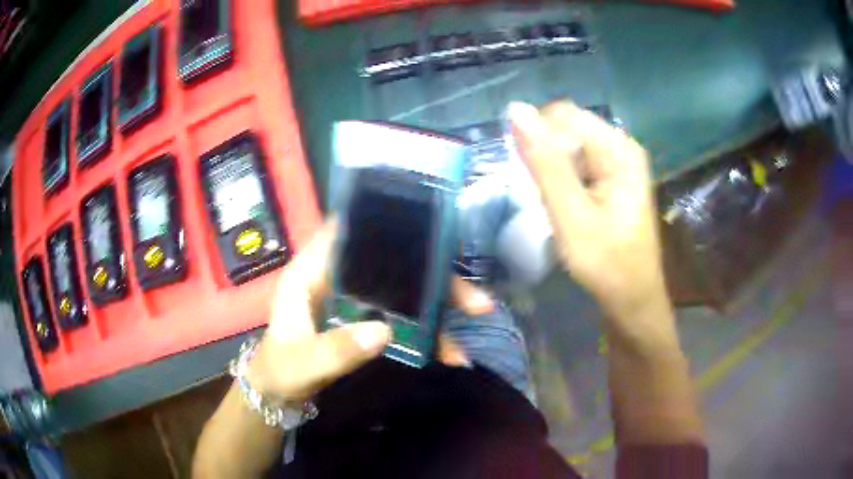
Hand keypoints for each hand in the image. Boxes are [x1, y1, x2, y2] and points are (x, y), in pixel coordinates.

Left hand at [247, 223, 494, 400]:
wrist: (279, 391)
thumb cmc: (281, 368)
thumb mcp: (302, 362)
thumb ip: (336, 349)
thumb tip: (384, 331)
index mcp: (313, 271)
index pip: (348, 231)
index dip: (385, 224)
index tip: (429, 230)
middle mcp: (339, 277)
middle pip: (392, 263)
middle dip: (435, 277)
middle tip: (474, 300)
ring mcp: (356, 299)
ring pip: (404, 290)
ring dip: (440, 306)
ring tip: (477, 320)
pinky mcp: (367, 319)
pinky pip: (403, 319)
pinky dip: (427, 333)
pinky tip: (451, 352)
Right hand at [508, 101, 666, 318]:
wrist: (633, 299)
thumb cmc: (607, 264)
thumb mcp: (572, 215)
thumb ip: (545, 163)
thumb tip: (516, 110)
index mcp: (618, 148)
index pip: (563, 115)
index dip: (537, 136)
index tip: (528, 174)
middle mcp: (621, 147)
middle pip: (567, 128)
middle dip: (546, 154)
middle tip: (543, 195)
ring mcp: (619, 163)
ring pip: (569, 147)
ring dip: (552, 169)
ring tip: (554, 203)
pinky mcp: (613, 179)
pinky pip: (578, 163)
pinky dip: (563, 179)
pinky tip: (565, 204)